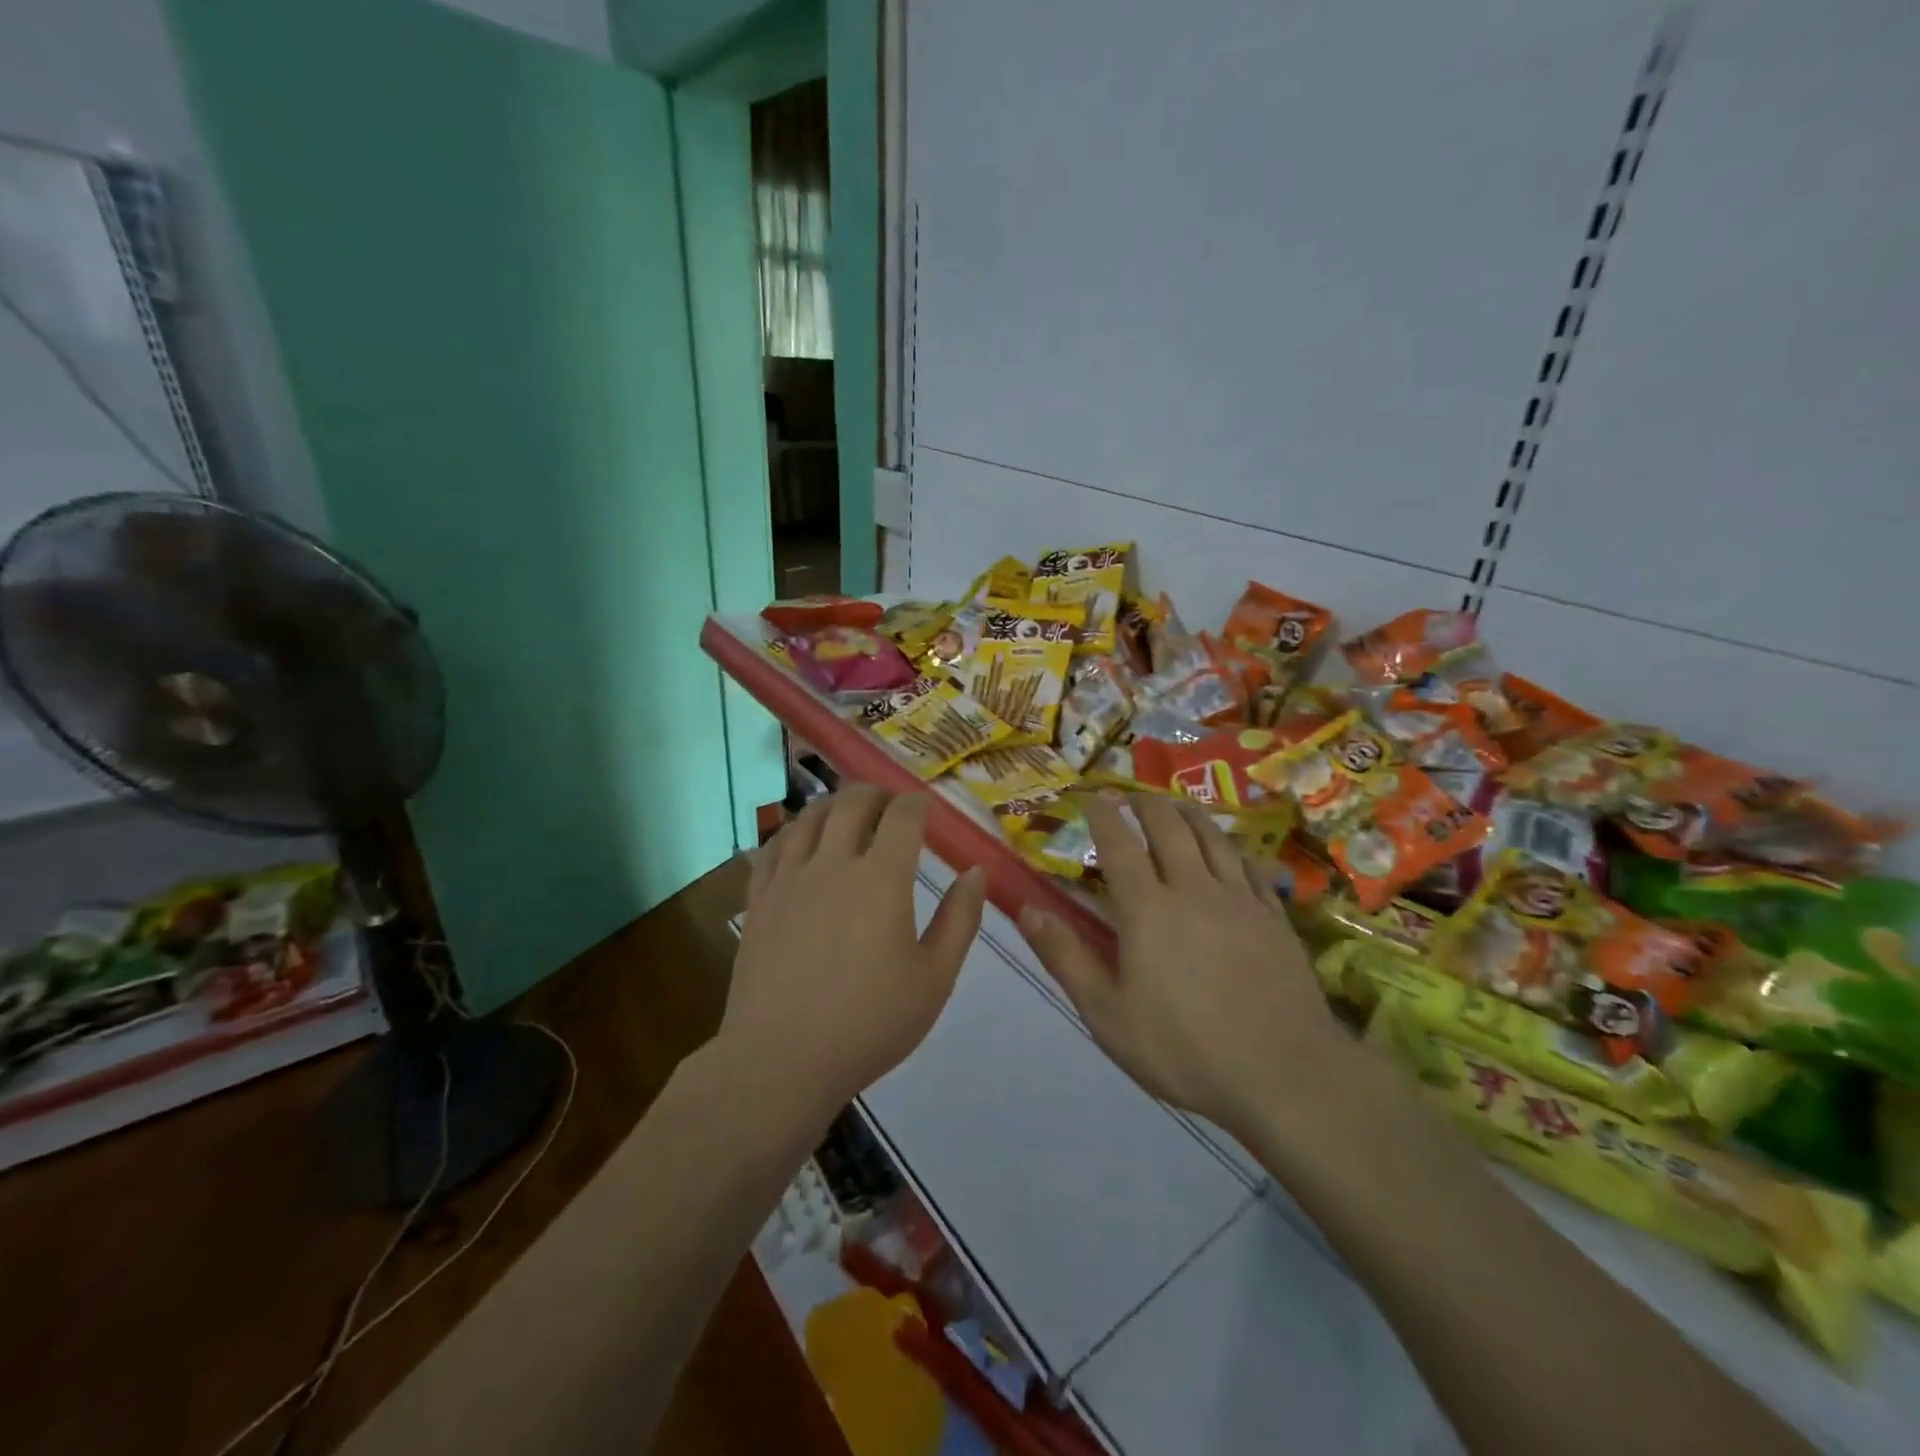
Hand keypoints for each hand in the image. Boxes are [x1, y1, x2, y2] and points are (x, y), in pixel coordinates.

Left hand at [723, 785, 985, 1127]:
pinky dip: (794, 830)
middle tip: (890, 805)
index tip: (926, 811)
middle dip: (877, 793)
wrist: (782, 1060)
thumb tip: (975, 871)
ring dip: (835, 804)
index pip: (902, 815)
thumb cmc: (869, 1023)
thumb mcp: (935, 978)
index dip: (917, 804)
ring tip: (848, 814)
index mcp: (882, 878)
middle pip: (852, 801)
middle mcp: (833, 863)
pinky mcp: (759, 898)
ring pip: (810, 815)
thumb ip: (960, 919)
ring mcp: (789, 878)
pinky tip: (802, 841)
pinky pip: (774, 845)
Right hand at [1015, 794, 1351, 1133]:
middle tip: (1128, 798)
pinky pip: (1249, 865)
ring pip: (1212, 836)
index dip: (1101, 813)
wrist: (1285, 1074)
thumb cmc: (1184, 1049)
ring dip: (1186, 813)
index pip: (1119, 842)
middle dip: (1144, 803)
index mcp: (1148, 908)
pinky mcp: (1274, 917)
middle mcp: (1193, 888)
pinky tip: (1227, 849)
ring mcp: (1240, 899)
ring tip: (1173, 806)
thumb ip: (1065, 957)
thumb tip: (1026, 911)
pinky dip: (1229, 846)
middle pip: (1168, 826)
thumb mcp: (1107, 1014)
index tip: (1088, 797)